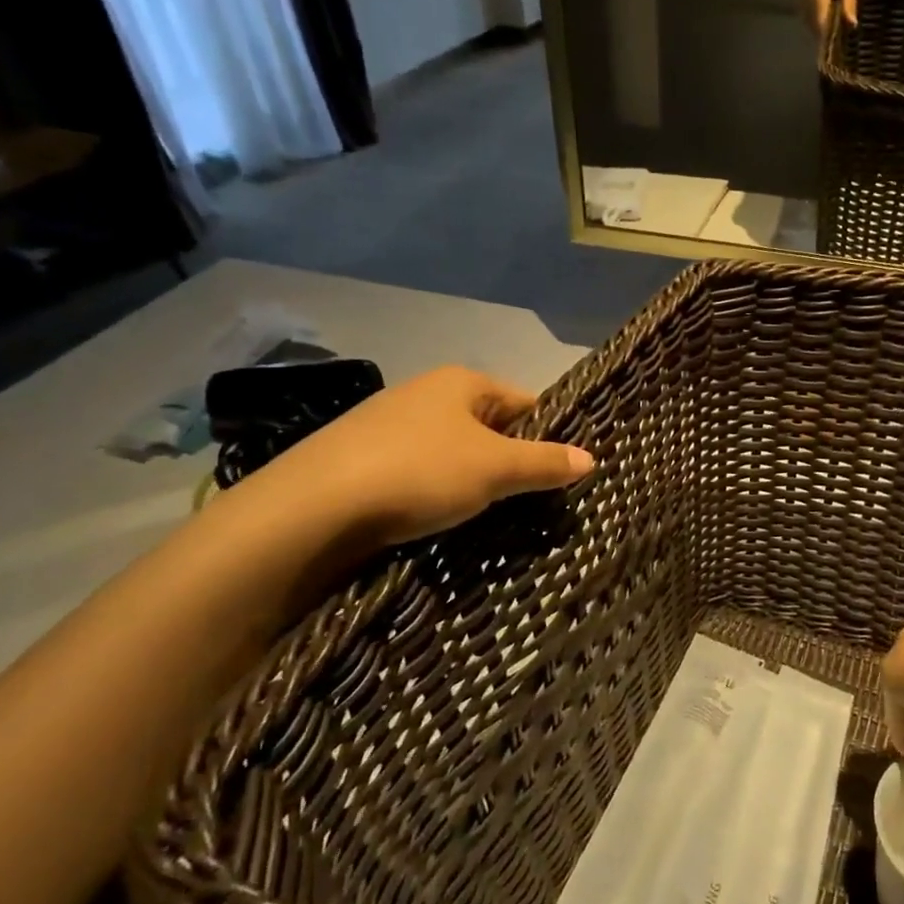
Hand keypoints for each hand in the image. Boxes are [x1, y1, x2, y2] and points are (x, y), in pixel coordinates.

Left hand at [258, 366, 593, 549]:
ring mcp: (390, 427)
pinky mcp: (364, 462)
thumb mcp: (494, 468)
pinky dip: (438, 494)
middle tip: (534, 503)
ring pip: (454, 453)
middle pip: (489, 428)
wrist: (313, 508)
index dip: (549, 434)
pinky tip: (442, 521)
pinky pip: (421, 474)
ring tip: (493, 519)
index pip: (524, 401)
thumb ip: (545, 462)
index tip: (564, 472)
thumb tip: (591, 458)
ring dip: (475, 482)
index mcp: (461, 382)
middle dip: (512, 463)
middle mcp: (425, 394)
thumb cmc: (418, 472)